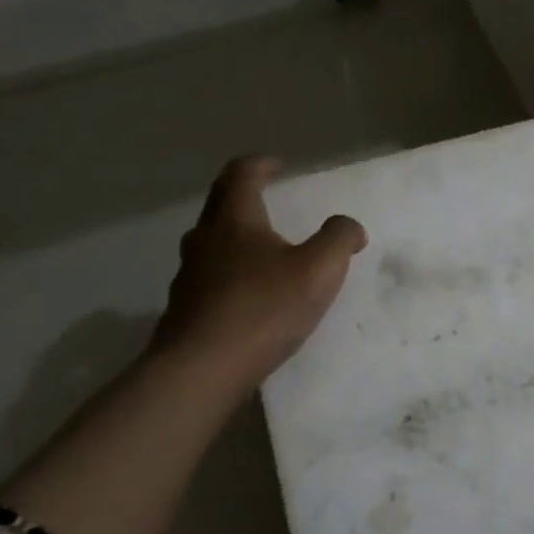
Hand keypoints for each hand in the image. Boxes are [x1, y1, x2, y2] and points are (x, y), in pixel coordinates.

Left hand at [152, 156, 367, 388]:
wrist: (202, 368)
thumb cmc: (264, 309)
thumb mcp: (319, 270)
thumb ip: (339, 239)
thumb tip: (349, 226)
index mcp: (235, 220)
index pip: (241, 174)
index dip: (261, 164)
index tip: (277, 166)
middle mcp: (204, 239)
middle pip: (220, 203)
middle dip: (243, 195)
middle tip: (267, 198)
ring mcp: (188, 275)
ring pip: (210, 242)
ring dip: (234, 236)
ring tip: (260, 250)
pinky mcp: (184, 308)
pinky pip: (208, 277)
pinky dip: (227, 273)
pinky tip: (246, 295)